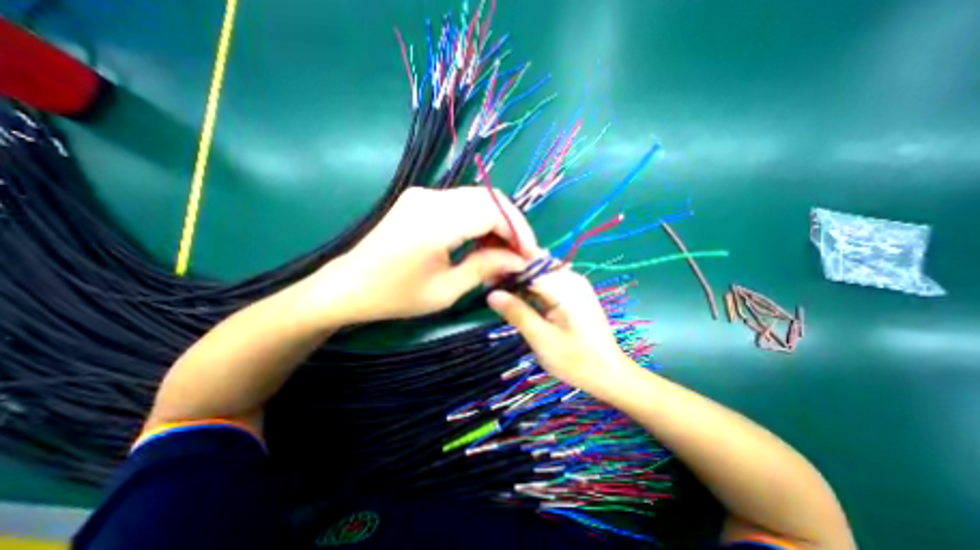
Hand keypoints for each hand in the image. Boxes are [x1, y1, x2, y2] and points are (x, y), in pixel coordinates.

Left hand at [307, 188, 539, 324]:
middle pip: (489, 198)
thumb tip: (519, 260)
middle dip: (512, 225)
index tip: (530, 255)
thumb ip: (485, 268)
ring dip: (497, 222)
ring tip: (504, 251)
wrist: (349, 285)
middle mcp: (430, 197)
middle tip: (521, 253)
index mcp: (435, 222)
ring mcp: (423, 194)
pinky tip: (482, 241)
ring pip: (477, 198)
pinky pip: (461, 203)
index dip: (518, 231)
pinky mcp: (420, 198)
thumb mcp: (446, 290)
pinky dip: (479, 219)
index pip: (493, 211)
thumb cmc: (395, 295)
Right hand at [485, 268, 632, 393]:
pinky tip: (519, 298)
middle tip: (490, 288)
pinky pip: (547, 283)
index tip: (486, 277)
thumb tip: (491, 294)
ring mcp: (574, 284)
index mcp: (565, 286)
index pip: (529, 264)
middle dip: (511, 273)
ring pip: (539, 273)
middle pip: (534, 265)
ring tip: (500, 293)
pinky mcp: (573, 293)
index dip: (505, 267)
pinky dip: (531, 288)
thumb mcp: (541, 339)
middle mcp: (571, 278)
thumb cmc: (576, 360)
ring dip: (520, 281)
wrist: (609, 373)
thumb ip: (517, 313)